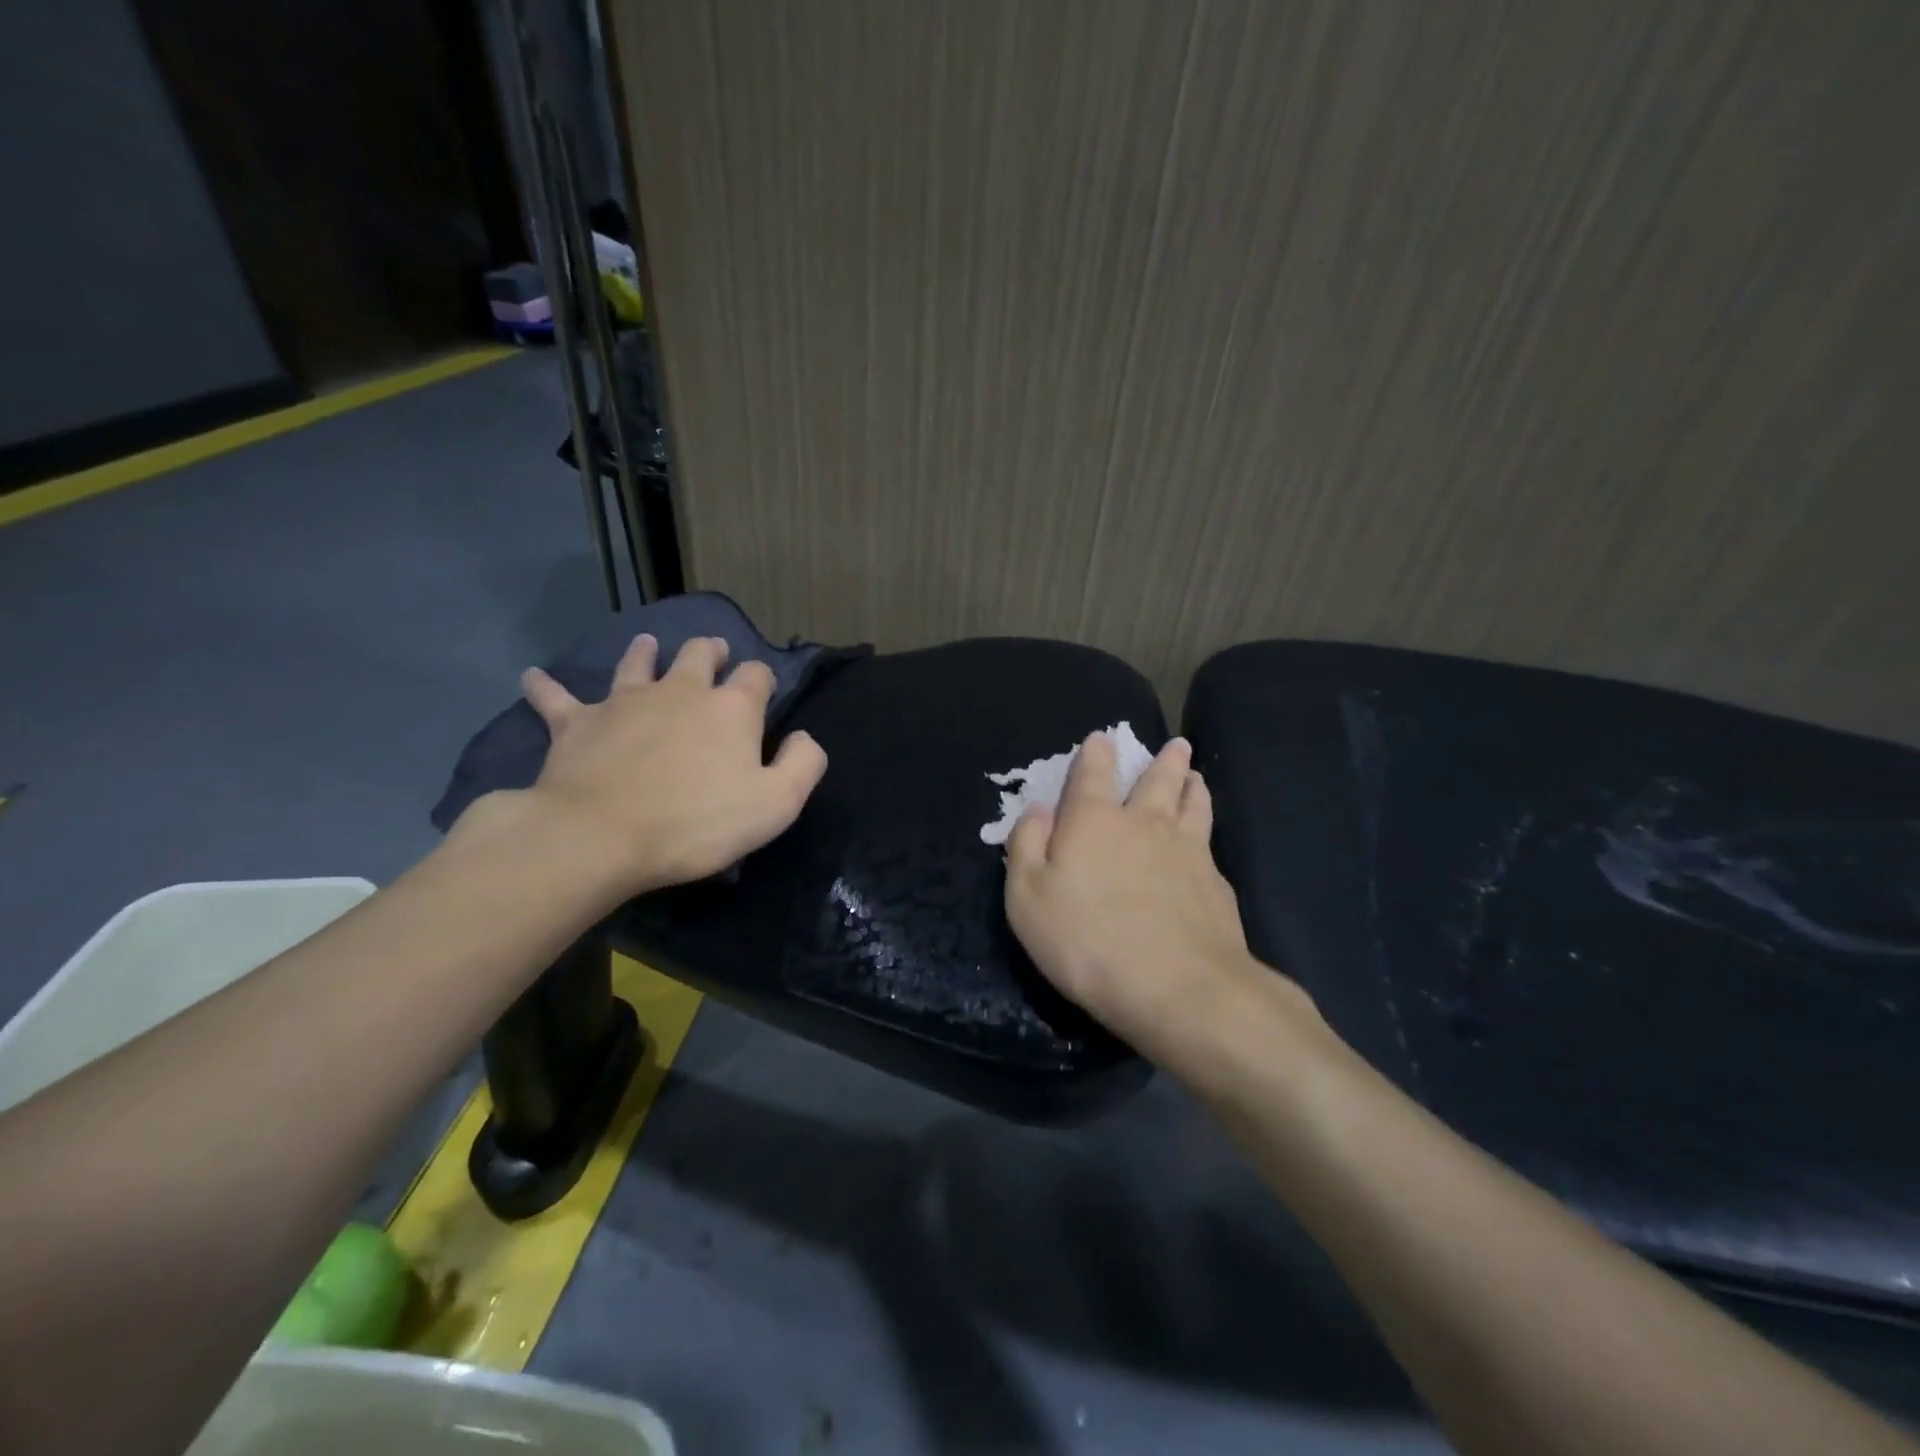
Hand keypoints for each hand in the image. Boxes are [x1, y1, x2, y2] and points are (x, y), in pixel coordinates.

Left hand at [507, 633, 827, 893]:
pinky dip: (546, 687)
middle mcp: (680, 691)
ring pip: (636, 664)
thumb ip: (802, 764)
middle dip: (711, 651)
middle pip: (698, 656)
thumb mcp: (776, 803)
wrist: (600, 836)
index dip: (763, 679)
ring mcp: (624, 702)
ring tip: (646, 644)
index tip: (763, 689)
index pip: (756, 676)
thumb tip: (803, 737)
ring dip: (644, 653)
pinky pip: (558, 699)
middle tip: (714, 651)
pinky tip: (532, 677)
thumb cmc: (697, 822)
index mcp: (730, 709)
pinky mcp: (577, 723)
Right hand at [1004, 732, 1312, 1063]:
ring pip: (1194, 804)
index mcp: (1094, 821)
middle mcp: (1144, 823)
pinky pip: (1210, 842)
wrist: (1177, 988)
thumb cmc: (1086, 941)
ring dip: (1192, 785)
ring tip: (1195, 776)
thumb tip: (1037, 809)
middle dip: (1164, 759)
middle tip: (1176, 744)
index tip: (1102, 737)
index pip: (1093, 773)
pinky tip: (1206, 841)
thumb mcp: (1027, 898)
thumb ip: (1027, 846)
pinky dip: (1206, 828)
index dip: (1096, 753)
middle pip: (1158, 780)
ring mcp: (1188, 850)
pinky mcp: (1216, 883)